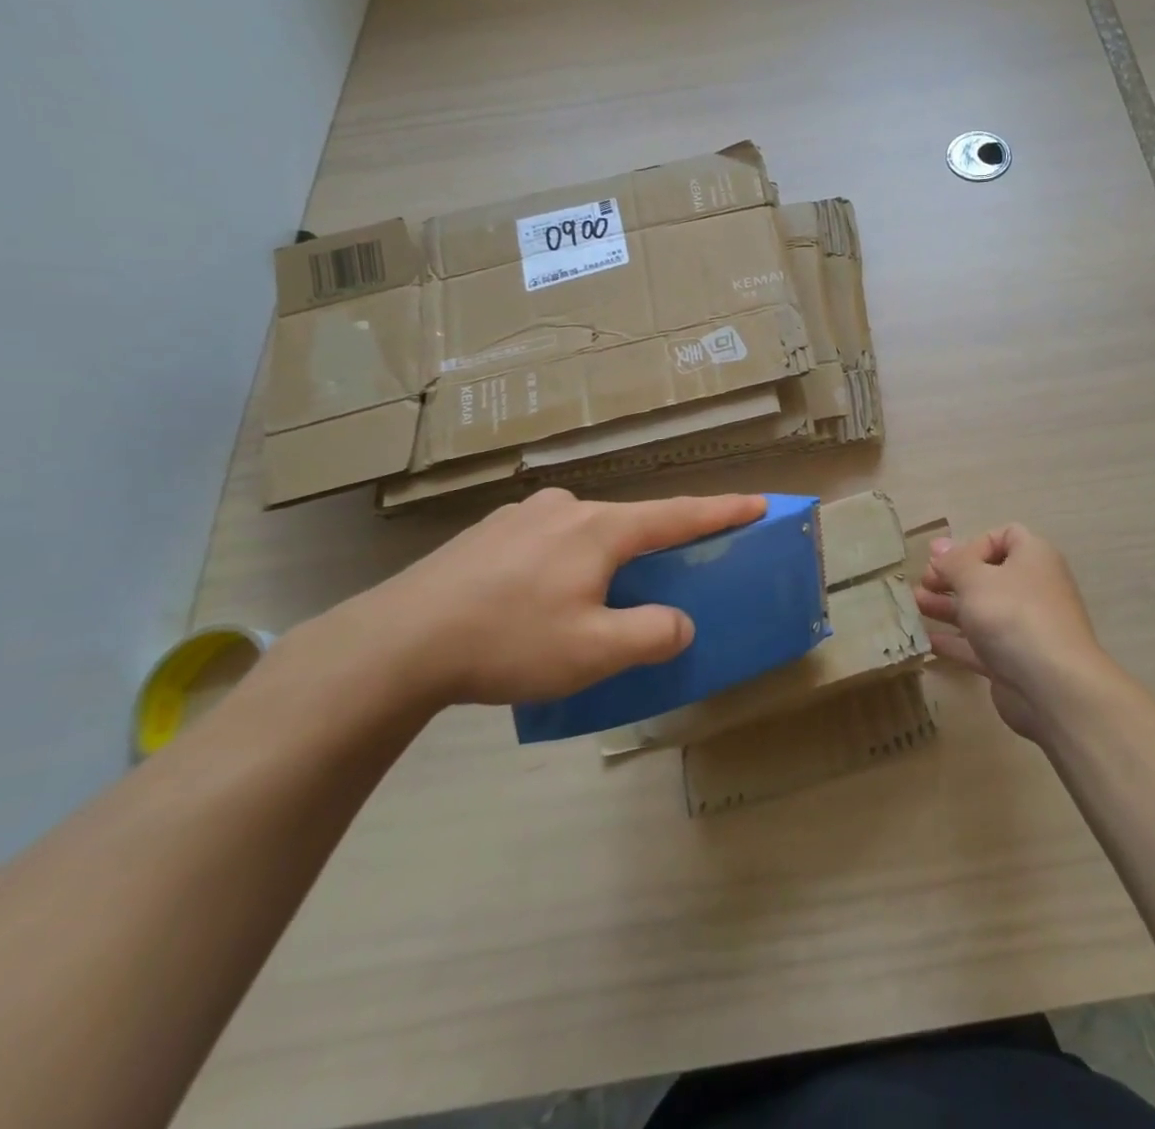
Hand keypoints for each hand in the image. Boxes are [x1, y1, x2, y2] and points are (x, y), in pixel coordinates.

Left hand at [337, 488, 765, 707]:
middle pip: (627, 524)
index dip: (723, 511)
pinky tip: (532, 600)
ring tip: (582, 604)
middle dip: (649, 548)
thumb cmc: (509, 641)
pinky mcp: (486, 534)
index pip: (677, 515)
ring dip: (599, 560)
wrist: (396, 643)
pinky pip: (544, 543)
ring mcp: (520, 517)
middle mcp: (565, 509)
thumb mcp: (594, 651)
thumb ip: (651, 634)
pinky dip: (559, 564)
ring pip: (582, 533)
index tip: (759, 502)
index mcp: (600, 529)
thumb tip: (678, 623)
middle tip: (656, 581)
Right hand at [915, 524, 1119, 743]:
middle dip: (953, 577)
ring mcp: (1024, 627)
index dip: (975, 544)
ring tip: (915, 606)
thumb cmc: (1013, 615)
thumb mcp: (975, 579)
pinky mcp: (1013, 660)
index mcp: (1033, 558)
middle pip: (989, 575)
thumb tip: (938, 545)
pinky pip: (980, 644)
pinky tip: (927, 641)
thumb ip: (953, 562)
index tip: (949, 561)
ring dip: (948, 606)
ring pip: (982, 610)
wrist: (1052, 686)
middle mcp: (1032, 588)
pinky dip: (956, 641)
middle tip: (923, 583)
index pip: (1007, 536)